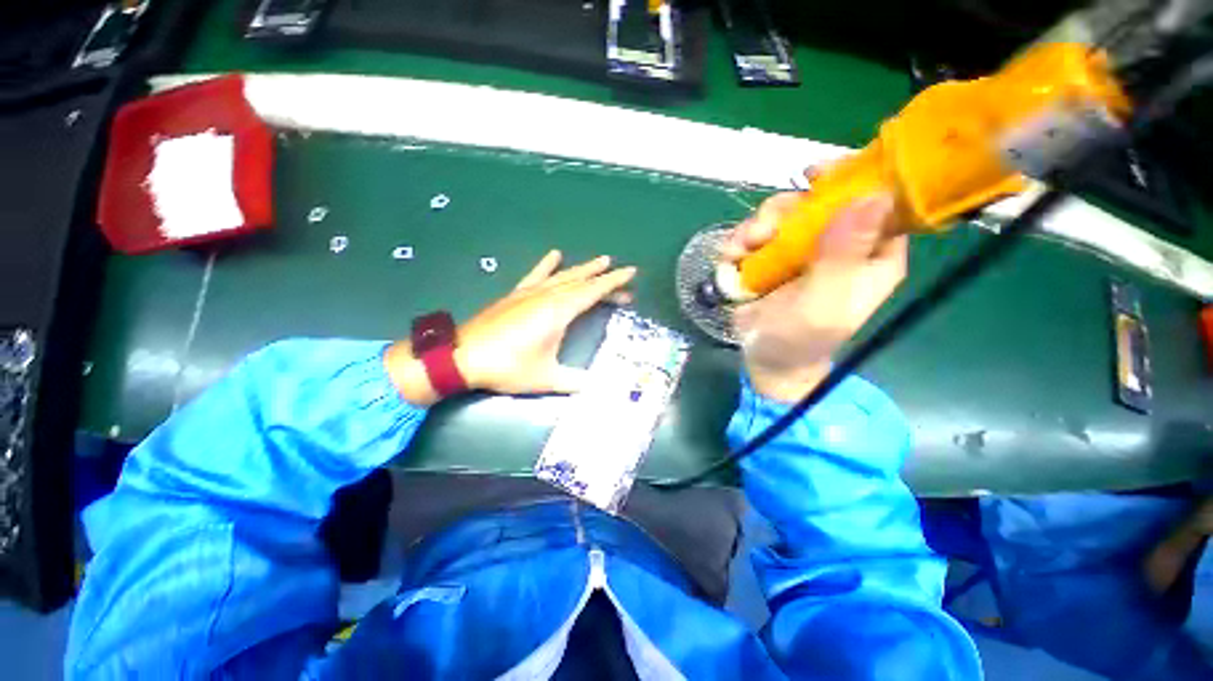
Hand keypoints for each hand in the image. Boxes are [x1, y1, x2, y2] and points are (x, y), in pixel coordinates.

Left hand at [385, 251, 635, 404]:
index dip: (613, 282)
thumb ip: (574, 382)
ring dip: (583, 268)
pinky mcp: (515, 295)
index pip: (593, 291)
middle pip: (582, 282)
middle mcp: (546, 296)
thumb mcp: (545, 378)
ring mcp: (529, 292)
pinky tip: (555, 255)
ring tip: (601, 260)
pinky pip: (536, 275)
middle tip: (622, 275)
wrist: (463, 357)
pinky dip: (547, 265)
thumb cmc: (508, 367)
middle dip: (604, 278)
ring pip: (563, 275)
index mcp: (558, 311)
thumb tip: (597, 388)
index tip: (631, 272)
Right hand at [722, 192, 905, 401]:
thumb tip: (872, 195)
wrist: (765, 358)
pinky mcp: (771, 257)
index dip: (852, 179)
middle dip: (785, 211)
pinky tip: (731, 257)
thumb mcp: (825, 302)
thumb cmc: (802, 338)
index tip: (816, 175)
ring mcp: (801, 249)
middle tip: (761, 232)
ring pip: (782, 214)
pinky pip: (756, 233)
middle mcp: (839, 244)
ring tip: (740, 250)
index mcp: (872, 254)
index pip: (877, 201)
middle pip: (818, 201)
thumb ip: (843, 255)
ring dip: (755, 227)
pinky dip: (740, 240)